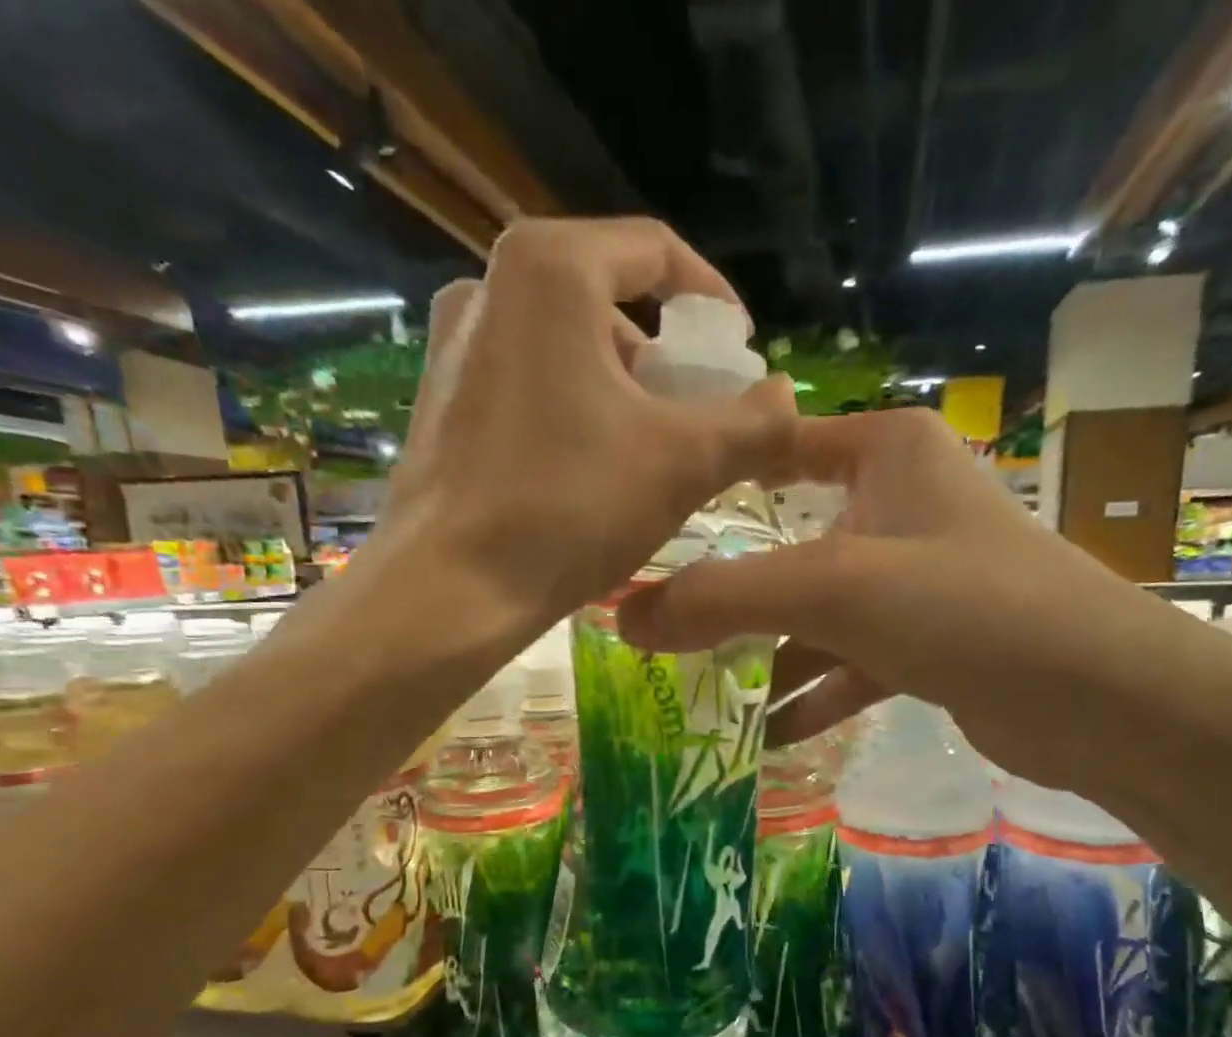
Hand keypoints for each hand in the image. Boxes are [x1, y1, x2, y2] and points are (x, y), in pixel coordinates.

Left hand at [380, 217, 799, 638]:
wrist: (451, 590)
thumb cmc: (570, 509)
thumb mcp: (684, 463)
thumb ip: (755, 423)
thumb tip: (788, 398)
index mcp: (550, 271)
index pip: (656, 252)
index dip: (714, 301)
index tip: (742, 355)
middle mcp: (489, 286)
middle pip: (610, 299)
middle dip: (667, 356)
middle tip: (702, 413)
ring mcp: (456, 344)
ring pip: (569, 345)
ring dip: (624, 388)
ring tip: (655, 450)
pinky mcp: (442, 398)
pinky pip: (531, 382)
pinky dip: (577, 409)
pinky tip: (596, 469)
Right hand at [617, 407, 1165, 787]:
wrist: (1097, 695)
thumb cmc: (964, 605)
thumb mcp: (830, 590)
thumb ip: (722, 599)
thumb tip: (621, 614)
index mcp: (886, 454)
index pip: (778, 446)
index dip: (714, 477)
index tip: (651, 517)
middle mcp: (901, 504)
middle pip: (791, 540)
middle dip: (731, 590)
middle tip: (660, 625)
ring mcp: (918, 578)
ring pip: (820, 610)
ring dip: (767, 655)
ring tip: (700, 691)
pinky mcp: (932, 642)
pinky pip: (853, 661)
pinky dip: (814, 693)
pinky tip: (767, 733)